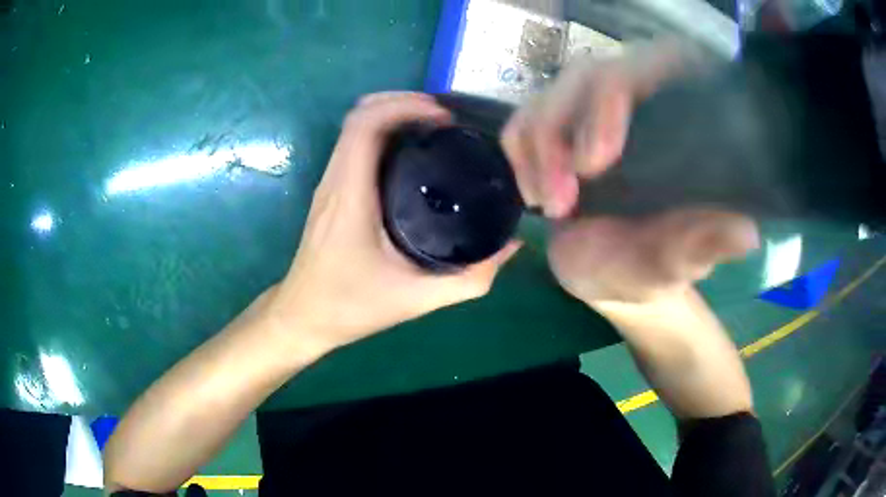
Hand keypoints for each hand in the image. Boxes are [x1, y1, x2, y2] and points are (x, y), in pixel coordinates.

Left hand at [267, 93, 520, 351]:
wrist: (304, 316)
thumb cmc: (350, 306)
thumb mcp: (417, 299)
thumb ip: (470, 278)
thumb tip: (511, 246)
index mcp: (351, 196)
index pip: (366, 125)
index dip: (405, 106)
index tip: (444, 118)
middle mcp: (335, 180)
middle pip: (359, 114)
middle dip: (403, 102)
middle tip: (445, 119)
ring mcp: (329, 183)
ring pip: (354, 126)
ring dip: (392, 113)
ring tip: (433, 127)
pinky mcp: (330, 191)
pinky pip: (353, 144)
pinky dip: (382, 132)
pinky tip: (411, 151)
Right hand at [502, 42, 758, 304]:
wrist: (608, 277)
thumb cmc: (648, 270)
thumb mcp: (676, 262)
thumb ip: (704, 245)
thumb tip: (748, 234)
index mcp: (680, 120)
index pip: (660, 64)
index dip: (621, 91)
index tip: (597, 159)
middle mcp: (638, 103)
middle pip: (591, 75)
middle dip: (565, 132)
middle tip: (563, 199)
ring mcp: (593, 112)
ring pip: (551, 95)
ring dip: (540, 152)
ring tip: (553, 207)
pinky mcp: (558, 128)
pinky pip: (522, 121)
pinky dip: (520, 158)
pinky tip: (538, 195)